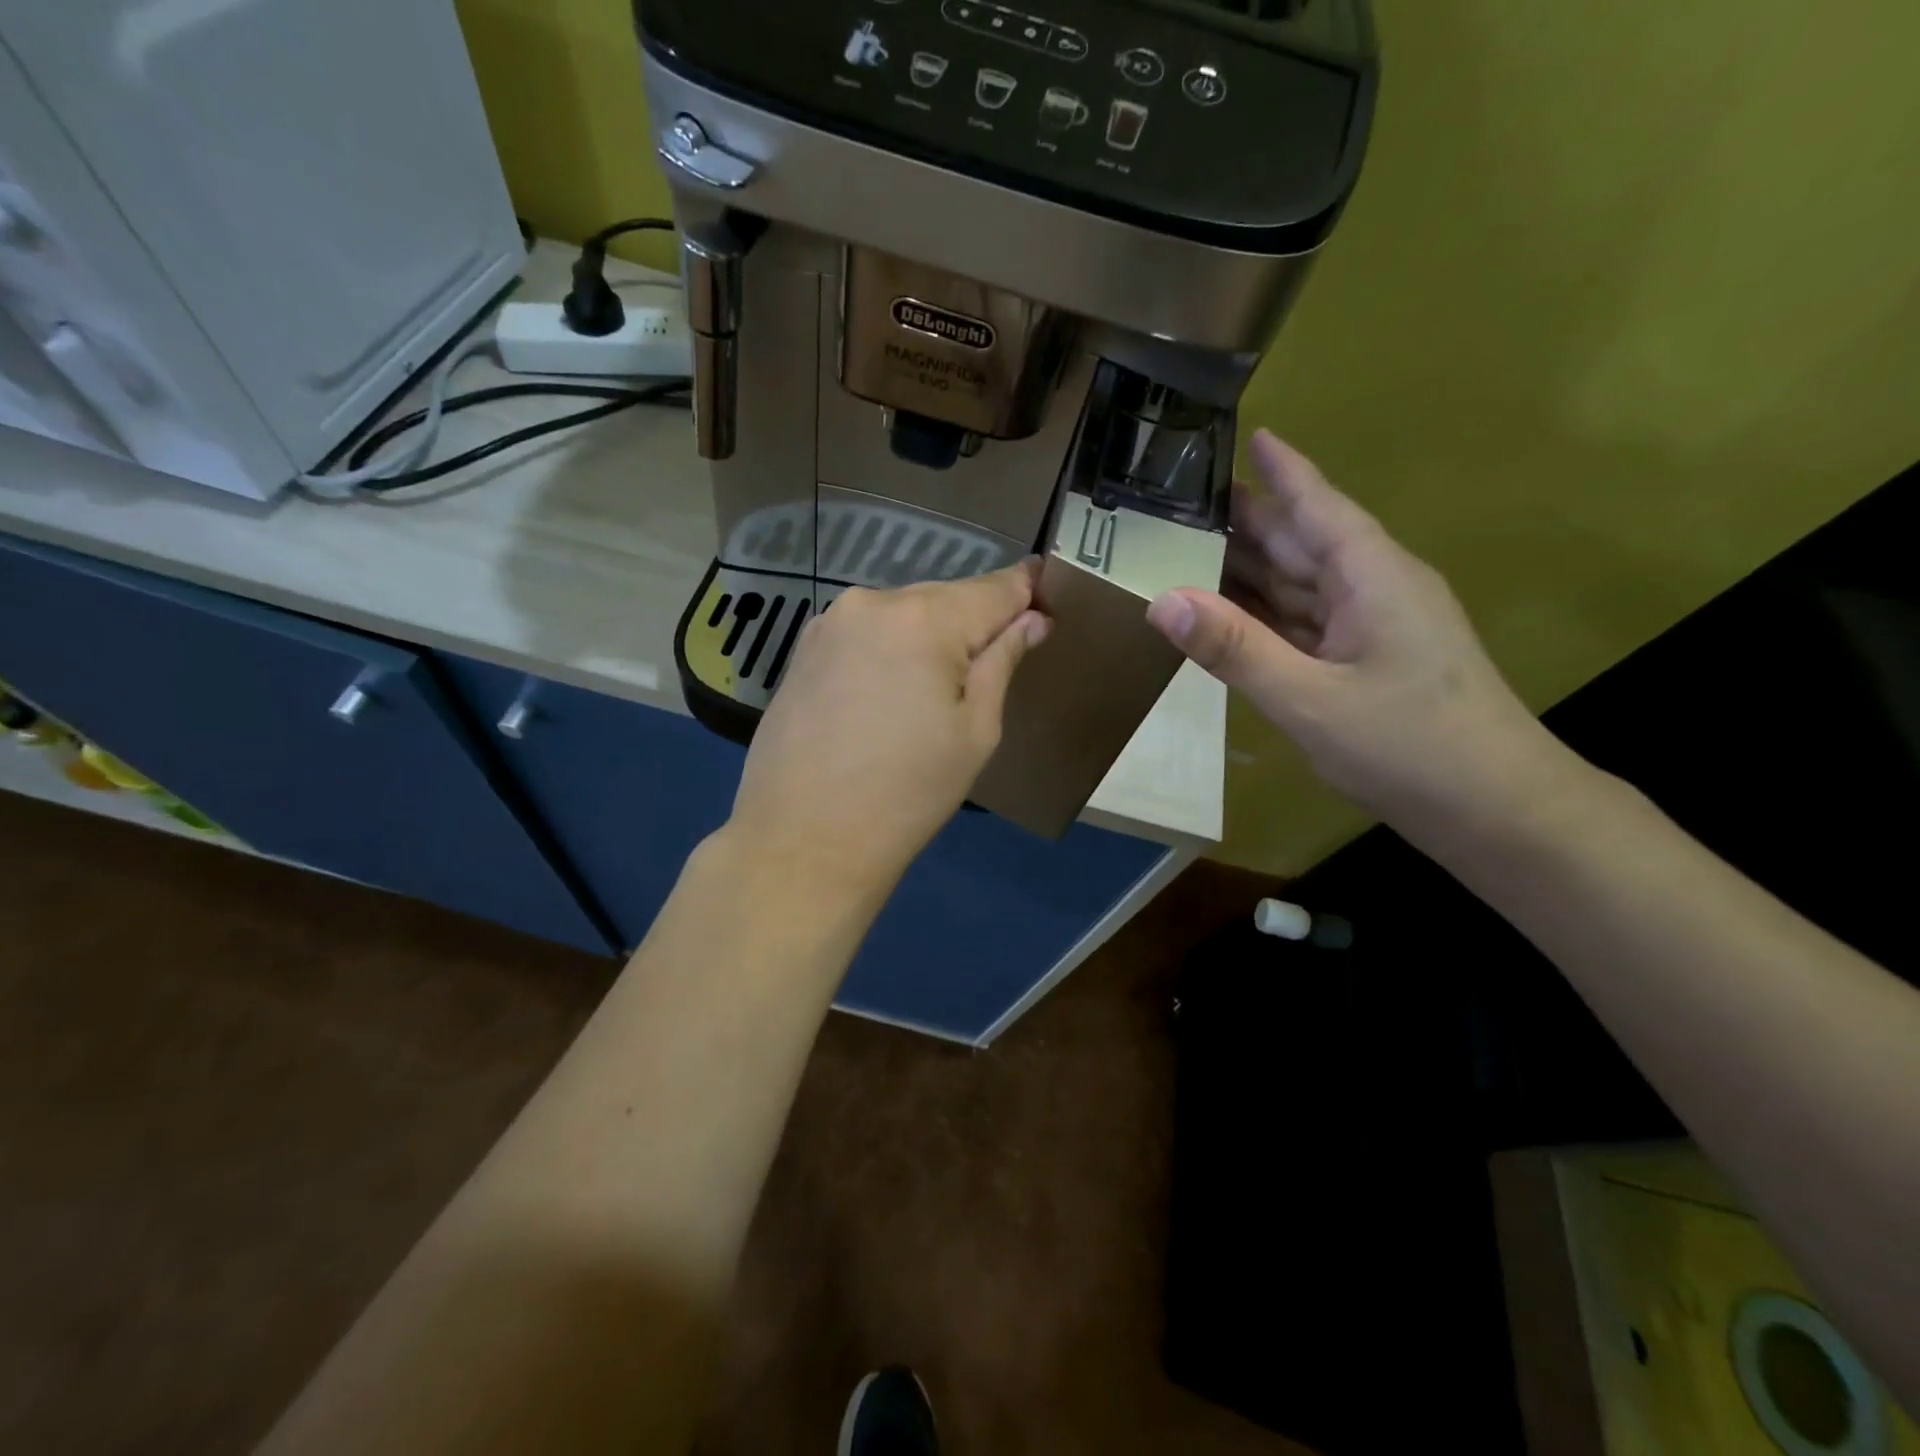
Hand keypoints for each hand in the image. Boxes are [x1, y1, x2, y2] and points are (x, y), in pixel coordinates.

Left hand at [726, 562, 1050, 908]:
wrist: (804, 840)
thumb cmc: (907, 794)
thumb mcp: (975, 732)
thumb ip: (1002, 662)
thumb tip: (1032, 619)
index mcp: (924, 620)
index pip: (995, 588)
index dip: (1026, 591)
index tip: (1047, 597)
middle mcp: (873, 602)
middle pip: (945, 597)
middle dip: (974, 621)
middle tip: (995, 660)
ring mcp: (830, 622)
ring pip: (903, 613)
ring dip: (929, 635)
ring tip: (936, 688)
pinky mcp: (803, 648)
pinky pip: (867, 632)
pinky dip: (890, 648)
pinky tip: (889, 692)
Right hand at [1145, 430, 1570, 835]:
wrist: (1495, 810)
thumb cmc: (1410, 746)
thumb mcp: (1310, 699)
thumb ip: (1234, 649)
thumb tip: (1160, 599)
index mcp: (1371, 577)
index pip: (1318, 506)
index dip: (1282, 470)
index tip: (1246, 433)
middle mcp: (1372, 590)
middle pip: (1301, 543)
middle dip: (1247, 521)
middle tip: (1182, 502)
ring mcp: (1370, 629)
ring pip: (1299, 585)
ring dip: (1248, 570)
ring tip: (1187, 551)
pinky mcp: (1365, 664)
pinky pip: (1303, 625)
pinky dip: (1263, 616)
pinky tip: (1226, 615)